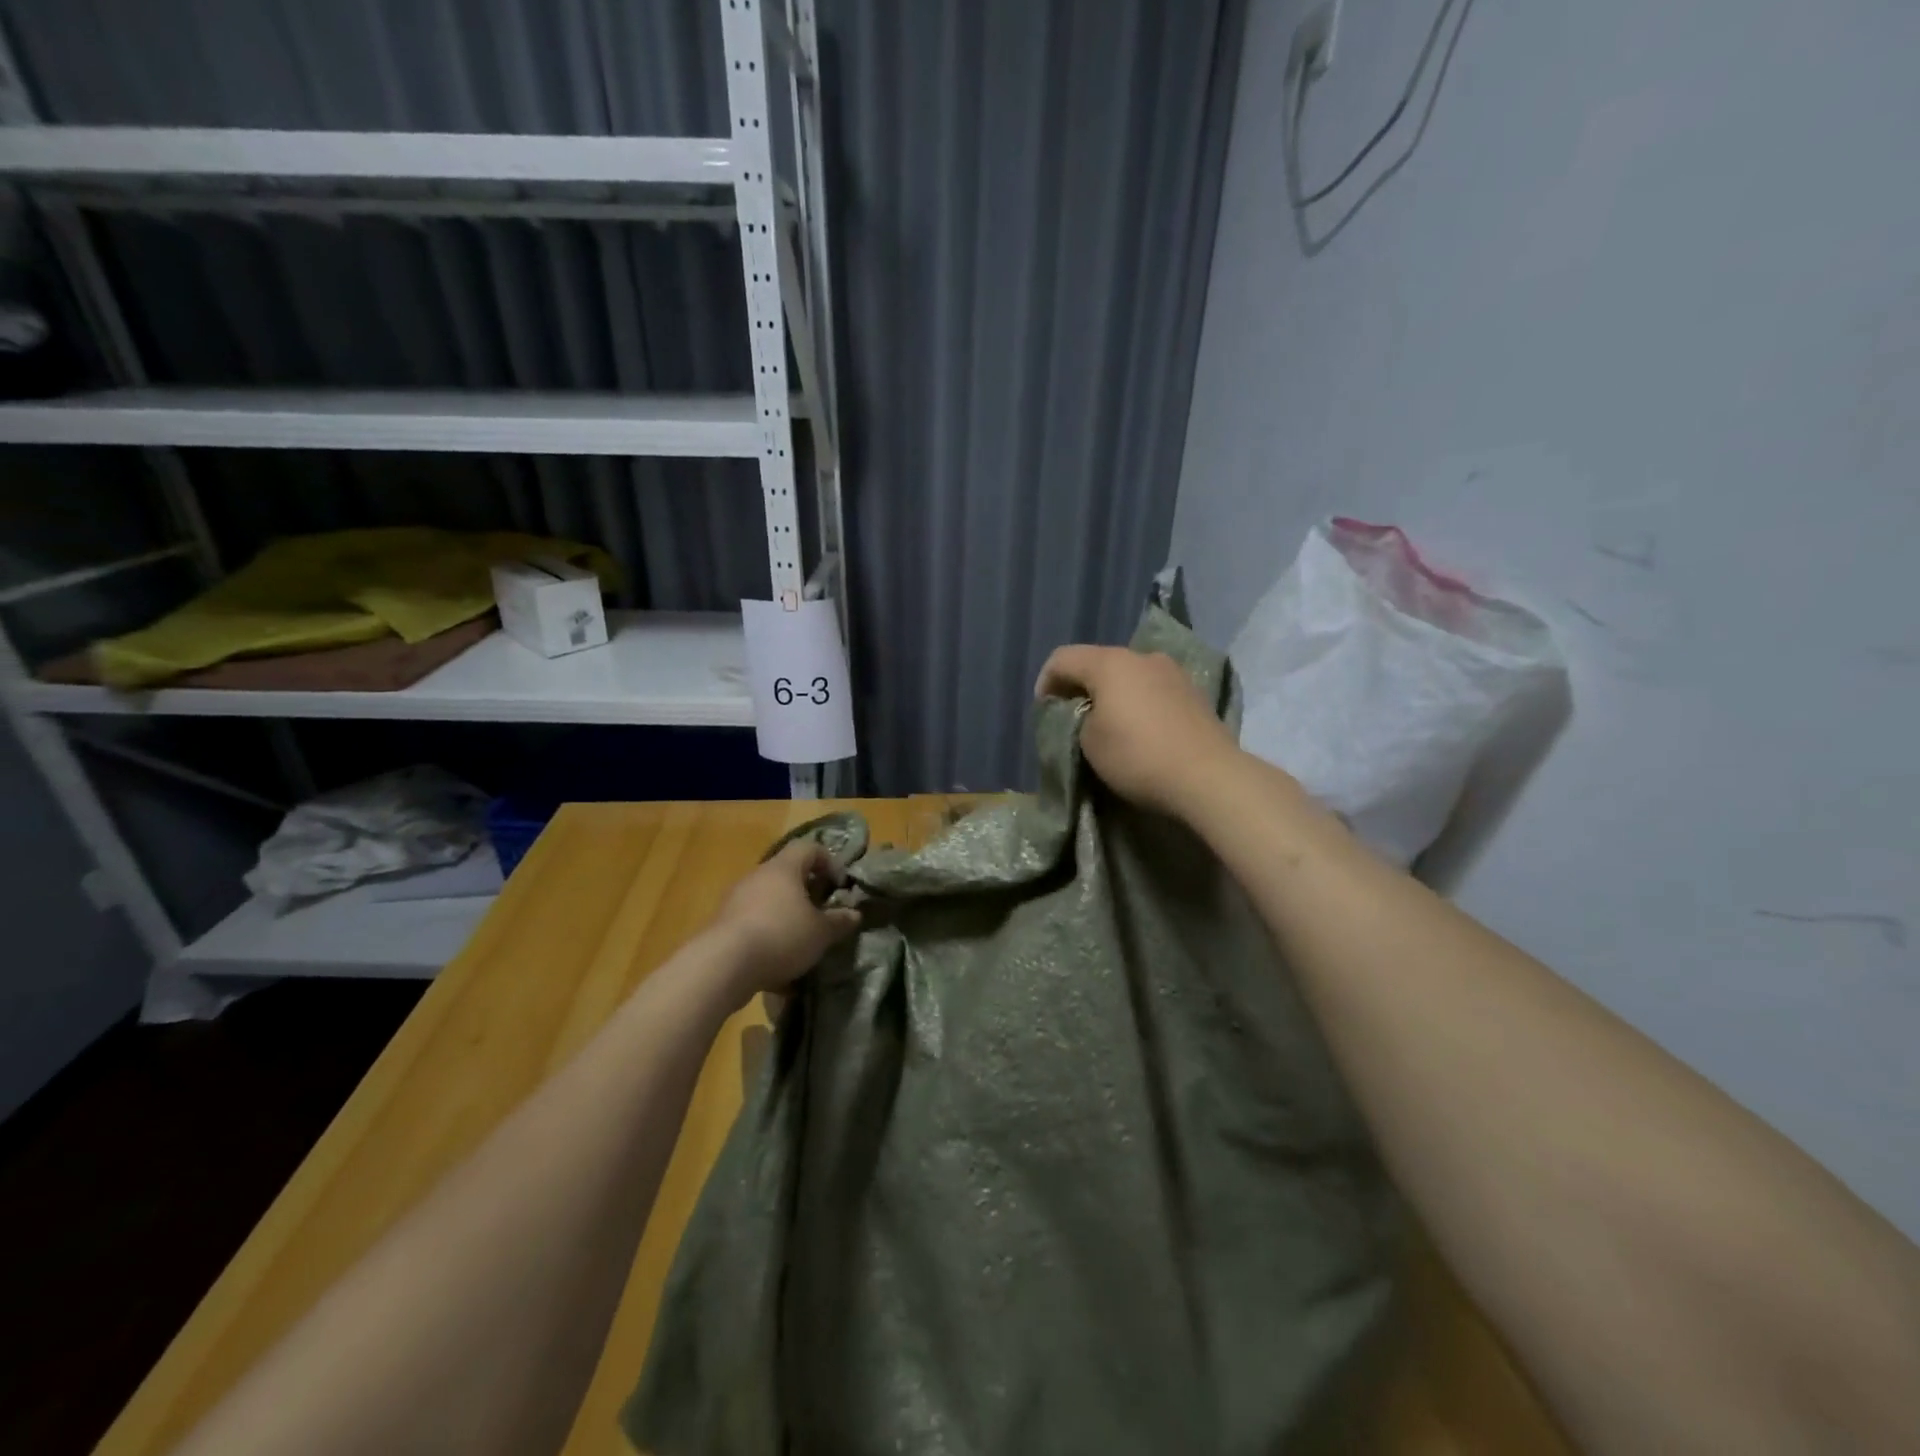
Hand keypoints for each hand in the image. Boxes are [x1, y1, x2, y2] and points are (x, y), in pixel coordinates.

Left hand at [709, 839, 861, 998]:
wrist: (722, 965)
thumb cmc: (781, 936)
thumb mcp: (821, 933)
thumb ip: (839, 921)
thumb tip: (854, 914)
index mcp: (784, 868)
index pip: (809, 848)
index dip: (829, 862)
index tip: (839, 886)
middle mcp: (758, 876)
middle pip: (786, 874)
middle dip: (806, 892)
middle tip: (821, 914)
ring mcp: (736, 899)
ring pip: (768, 899)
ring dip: (785, 915)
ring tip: (799, 942)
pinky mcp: (722, 924)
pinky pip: (752, 922)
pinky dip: (767, 935)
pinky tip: (776, 962)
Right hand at [1035, 644, 1243, 818]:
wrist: (1208, 777)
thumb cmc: (1137, 756)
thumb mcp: (1088, 742)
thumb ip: (1076, 719)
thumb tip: (1086, 712)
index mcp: (1110, 663)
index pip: (1062, 659)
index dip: (1045, 683)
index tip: (1043, 712)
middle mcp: (1142, 657)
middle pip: (1098, 663)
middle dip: (1080, 688)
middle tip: (1072, 719)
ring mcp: (1173, 672)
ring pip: (1129, 675)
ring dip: (1112, 695)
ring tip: (1108, 725)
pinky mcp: (1194, 693)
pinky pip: (1153, 690)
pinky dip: (1138, 703)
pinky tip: (1141, 729)